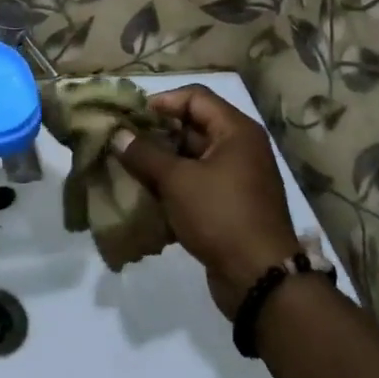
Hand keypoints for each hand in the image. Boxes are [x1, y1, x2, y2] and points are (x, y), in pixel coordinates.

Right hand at [110, 85, 303, 316]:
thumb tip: (118, 134)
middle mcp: (240, 148)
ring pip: (191, 158)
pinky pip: (196, 184)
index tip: (131, 118)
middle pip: (192, 127)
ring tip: (128, 170)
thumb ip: (144, 153)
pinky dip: (173, 187)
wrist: (260, 280)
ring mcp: (237, 178)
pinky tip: (146, 197)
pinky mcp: (230, 205)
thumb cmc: (221, 216)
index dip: (162, 102)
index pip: (195, 97)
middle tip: (123, 144)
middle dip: (156, 135)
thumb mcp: (177, 181)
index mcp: (236, 131)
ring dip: (161, 163)